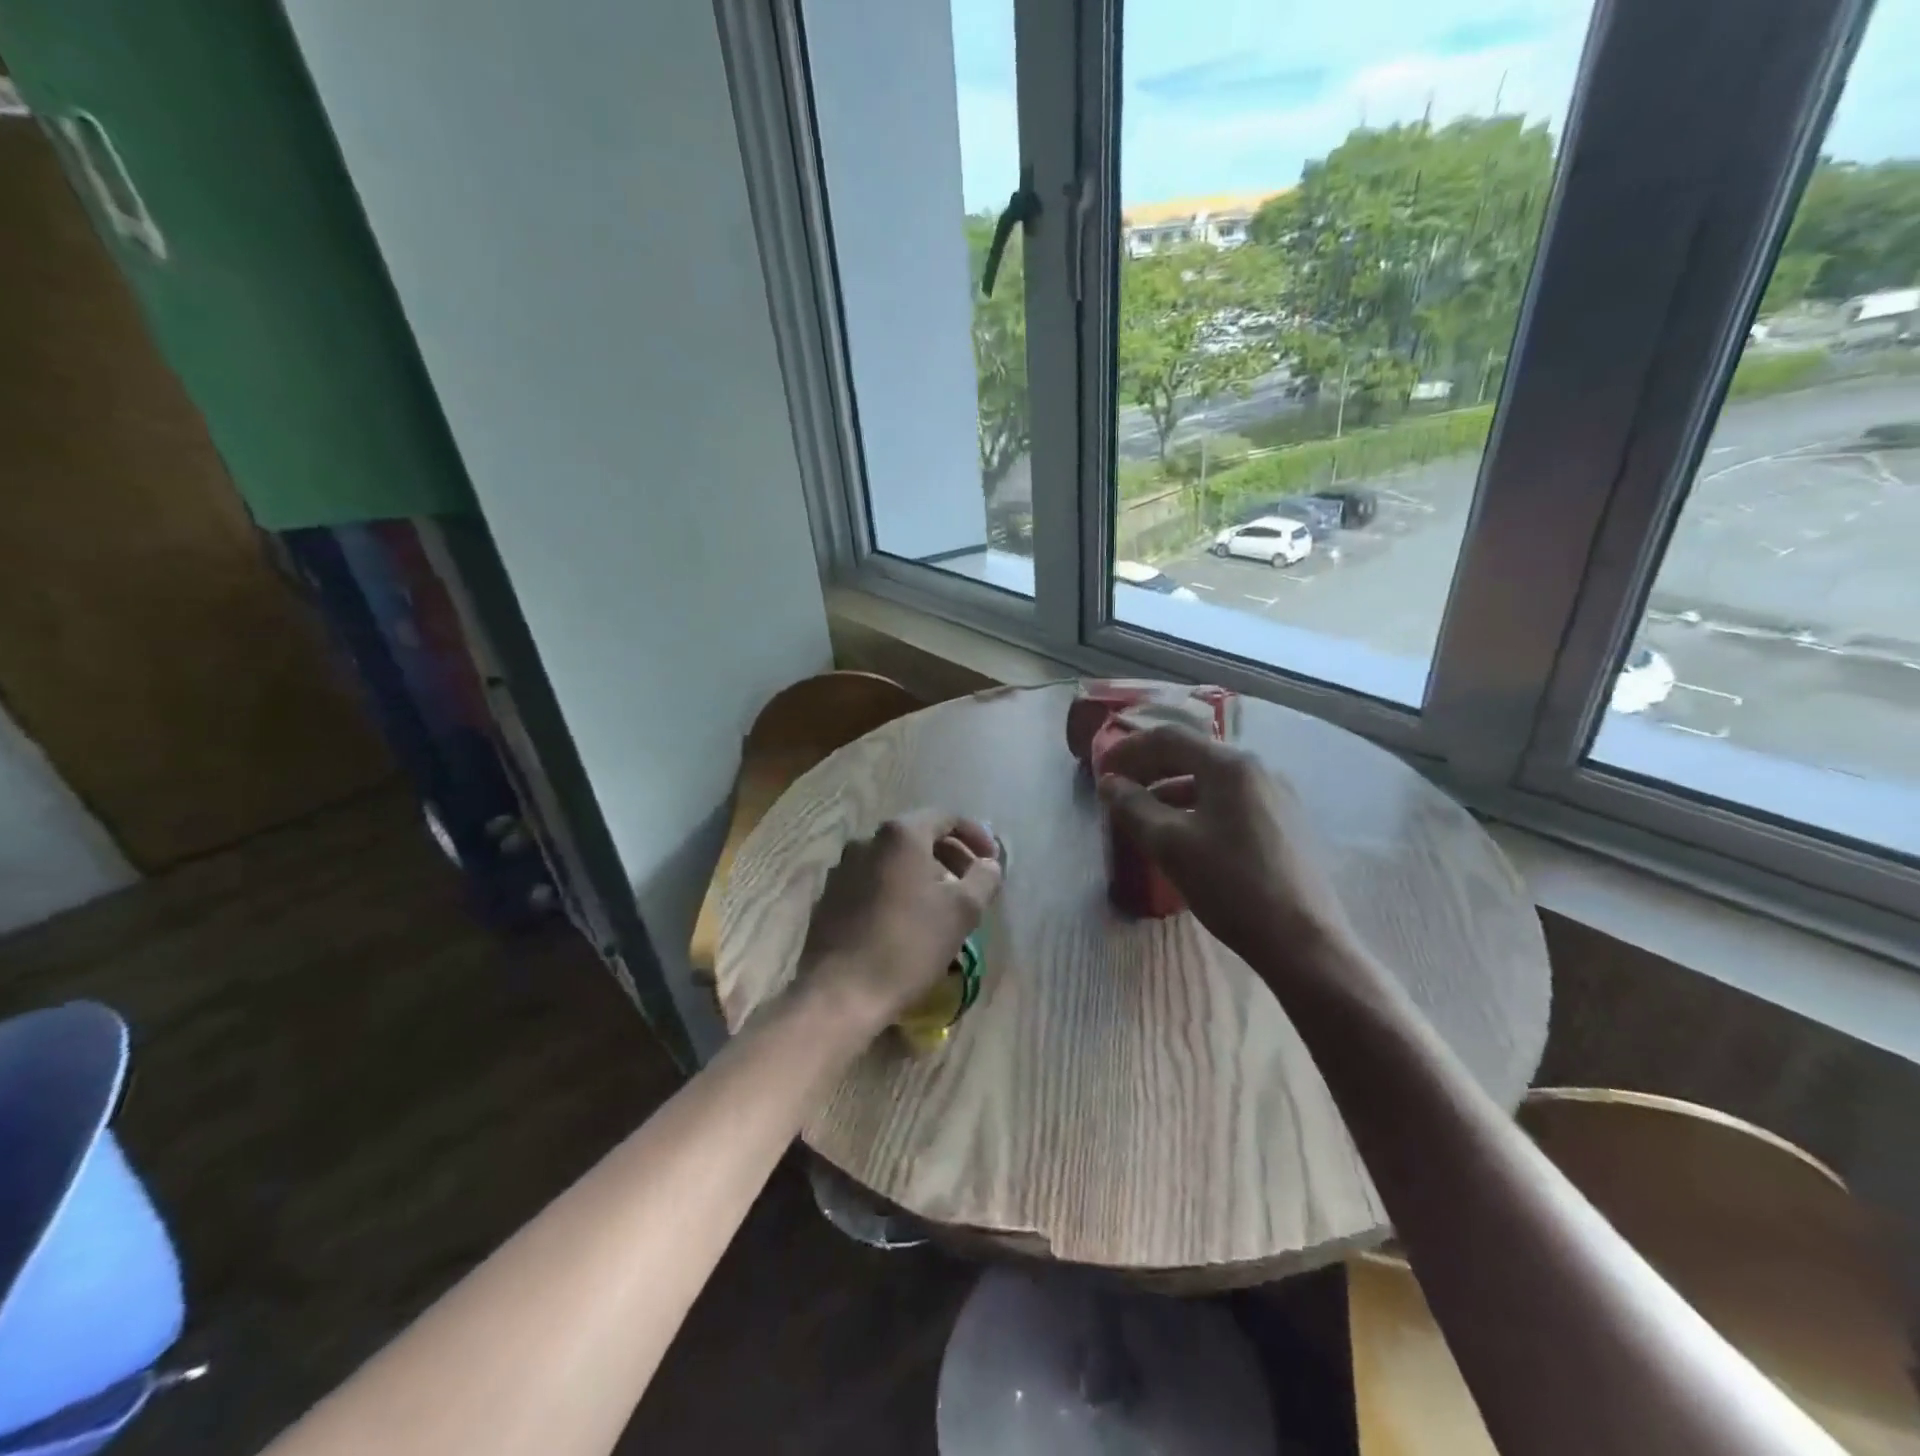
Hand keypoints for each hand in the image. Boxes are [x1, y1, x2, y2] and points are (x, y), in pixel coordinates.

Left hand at [797, 810, 1003, 1034]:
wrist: (840, 992)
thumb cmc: (908, 945)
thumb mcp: (962, 912)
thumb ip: (983, 878)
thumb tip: (989, 864)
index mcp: (900, 835)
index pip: (946, 818)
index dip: (975, 835)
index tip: (992, 861)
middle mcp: (867, 841)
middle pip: (918, 836)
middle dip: (951, 855)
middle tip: (972, 883)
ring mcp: (843, 868)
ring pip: (894, 860)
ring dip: (924, 874)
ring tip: (943, 904)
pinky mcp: (830, 897)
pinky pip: (873, 881)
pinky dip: (897, 889)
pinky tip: (908, 920)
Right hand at [1095, 726, 1357, 968]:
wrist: (1303, 940)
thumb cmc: (1230, 885)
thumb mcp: (1169, 844)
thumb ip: (1133, 807)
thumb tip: (1110, 783)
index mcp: (1229, 766)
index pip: (1168, 738)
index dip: (1128, 749)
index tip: (1102, 770)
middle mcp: (1257, 770)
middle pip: (1192, 754)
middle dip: (1150, 768)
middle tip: (1120, 790)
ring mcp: (1277, 796)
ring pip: (1212, 780)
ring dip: (1172, 789)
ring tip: (1146, 816)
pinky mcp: (1286, 823)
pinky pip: (1231, 800)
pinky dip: (1198, 806)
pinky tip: (1186, 835)